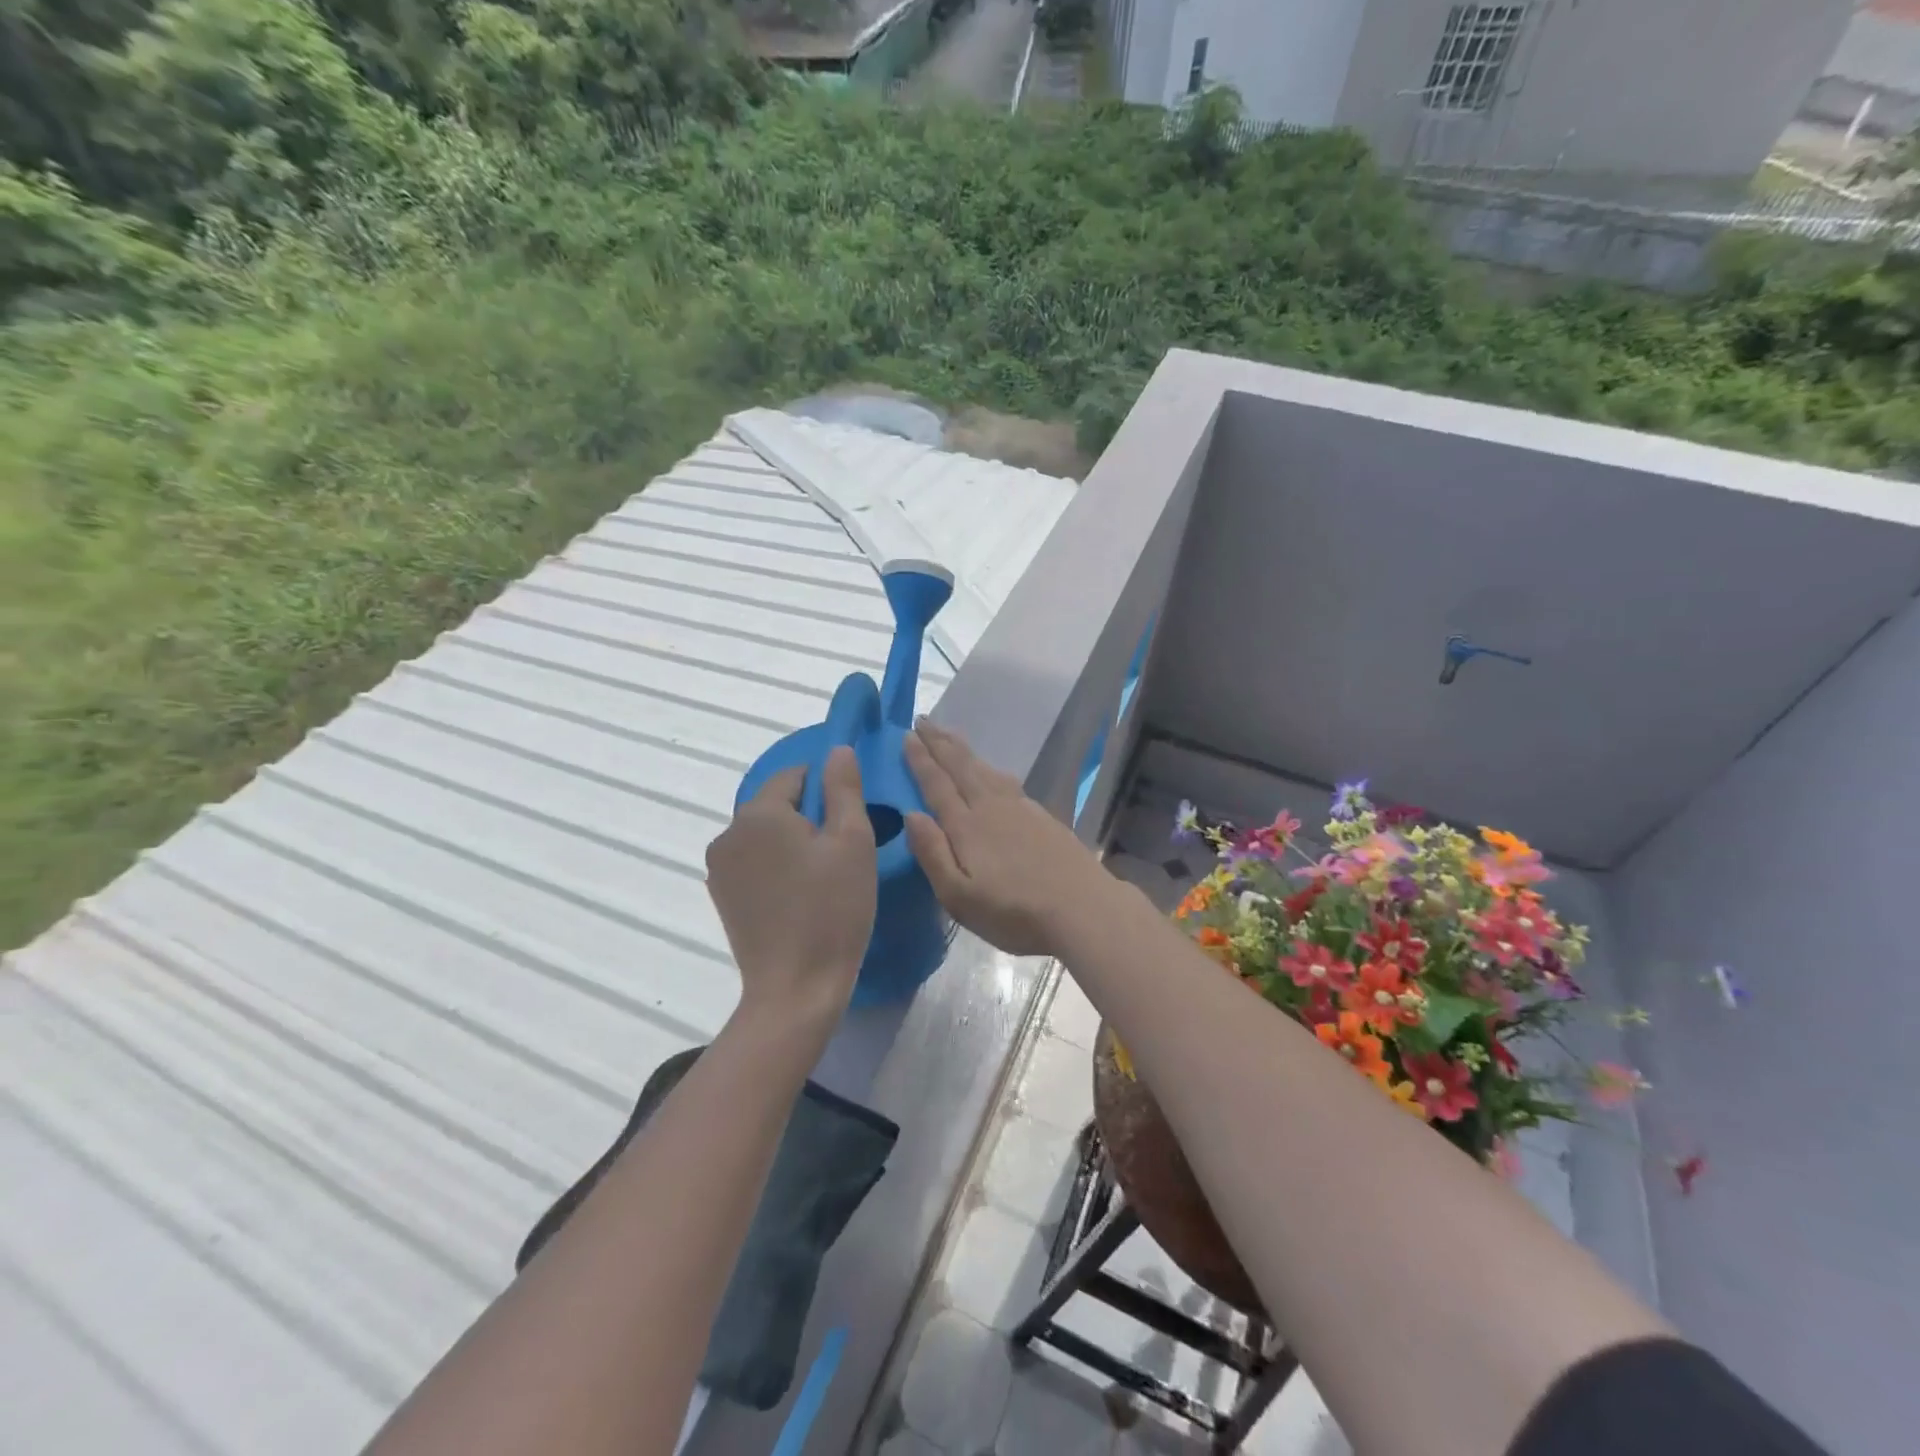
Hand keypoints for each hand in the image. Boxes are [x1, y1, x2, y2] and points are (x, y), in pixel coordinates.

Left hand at [706, 746, 875, 1026]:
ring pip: (766, 834)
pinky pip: (755, 862)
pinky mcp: (721, 896)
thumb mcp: (853, 841)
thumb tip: (837, 750)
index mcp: (758, 814)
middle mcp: (728, 833)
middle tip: (843, 852)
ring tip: (824, 877)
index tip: (852, 819)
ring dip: (793, 842)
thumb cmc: (833, 910)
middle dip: (810, 817)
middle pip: (777, 804)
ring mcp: (719, 868)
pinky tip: (801, 896)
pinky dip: (777, 866)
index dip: (828, 789)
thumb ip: (844, 788)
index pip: (795, 775)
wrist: (796, 989)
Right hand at [903, 720, 1117, 957]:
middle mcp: (990, 807)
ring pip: (985, 769)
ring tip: (949, 734)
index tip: (907, 736)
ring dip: (963, 749)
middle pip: (961, 767)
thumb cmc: (1014, 911)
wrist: (1083, 908)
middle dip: (939, 743)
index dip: (921, 760)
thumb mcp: (960, 896)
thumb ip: (932, 853)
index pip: (937, 785)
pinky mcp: (1041, 816)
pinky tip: (991, 770)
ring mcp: (1020, 808)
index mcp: (966, 826)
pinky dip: (990, 766)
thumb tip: (910, 814)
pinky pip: (1006, 779)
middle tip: (923, 719)